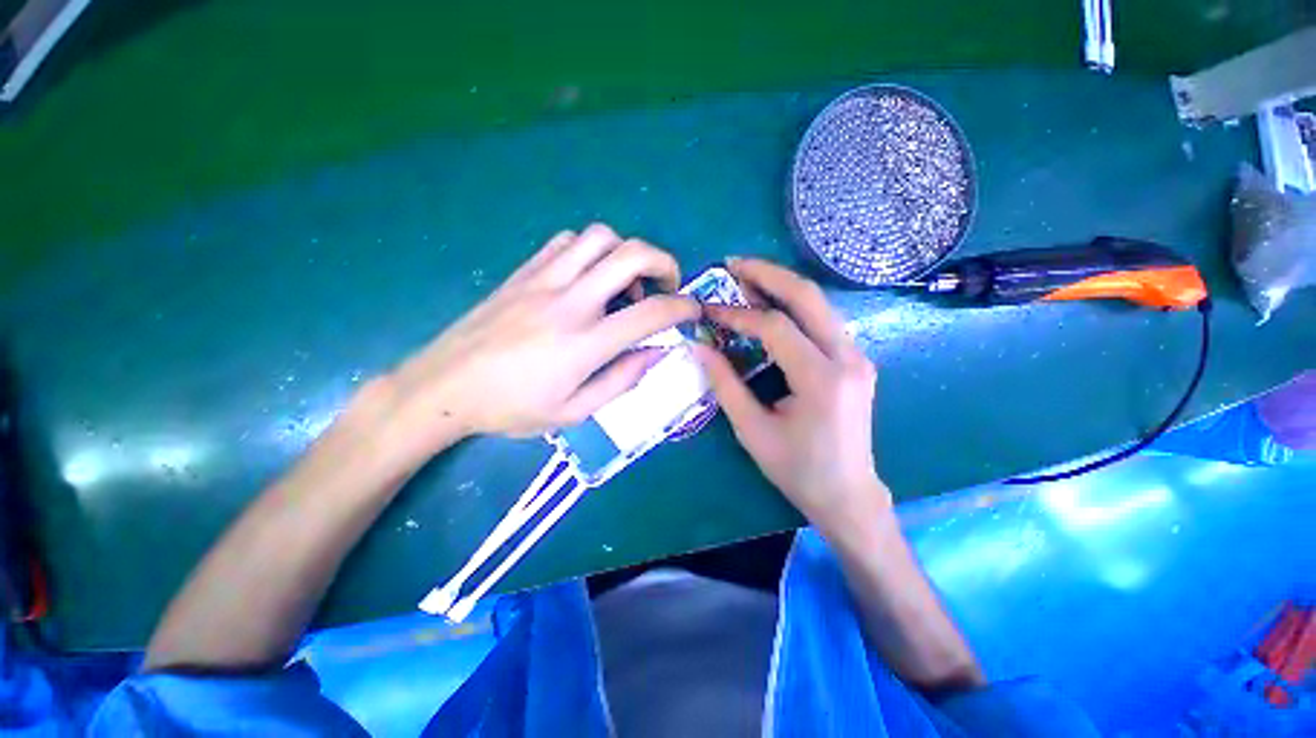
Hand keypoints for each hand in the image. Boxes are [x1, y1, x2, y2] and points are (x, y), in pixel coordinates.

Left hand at [382, 224, 697, 452]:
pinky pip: (568, 241)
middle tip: (666, 286)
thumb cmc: (511, 407)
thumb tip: (654, 353)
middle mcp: (569, 301)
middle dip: (664, 263)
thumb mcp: (574, 412)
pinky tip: (587, 277)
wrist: (445, 385)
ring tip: (624, 284)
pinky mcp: (524, 271)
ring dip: (626, 253)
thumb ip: (621, 380)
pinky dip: (591, 251)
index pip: (650, 313)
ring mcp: (544, 280)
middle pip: (631, 254)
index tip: (692, 312)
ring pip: (600, 237)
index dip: (682, 308)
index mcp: (585, 343)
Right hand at [695, 258, 889, 535]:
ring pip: (819, 303)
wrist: (849, 494)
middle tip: (732, 264)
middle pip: (808, 297)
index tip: (709, 311)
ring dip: (781, 286)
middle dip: (767, 274)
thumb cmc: (797, 469)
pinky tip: (770, 305)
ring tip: (746, 279)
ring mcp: (857, 357)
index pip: (775, 327)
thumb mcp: (752, 431)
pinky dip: (794, 306)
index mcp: (822, 380)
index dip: (737, 314)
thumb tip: (699, 346)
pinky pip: (822, 320)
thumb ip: (725, 384)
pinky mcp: (855, 360)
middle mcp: (848, 359)